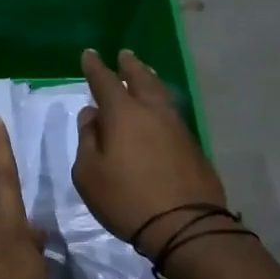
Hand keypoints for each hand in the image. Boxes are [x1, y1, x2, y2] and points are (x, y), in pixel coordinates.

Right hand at [74, 47, 225, 250]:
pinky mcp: (192, 145)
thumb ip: (87, 140)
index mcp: (123, 114)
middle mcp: (152, 112)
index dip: (95, 67)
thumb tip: (92, 115)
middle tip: (125, 54)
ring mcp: (177, 127)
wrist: (184, 224)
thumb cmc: (126, 199)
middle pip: (141, 79)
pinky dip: (161, 103)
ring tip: (144, 73)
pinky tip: (159, 110)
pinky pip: (172, 113)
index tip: (89, 54)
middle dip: (130, 66)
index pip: (105, 82)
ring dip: (150, 80)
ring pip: (161, 94)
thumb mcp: (89, 174)